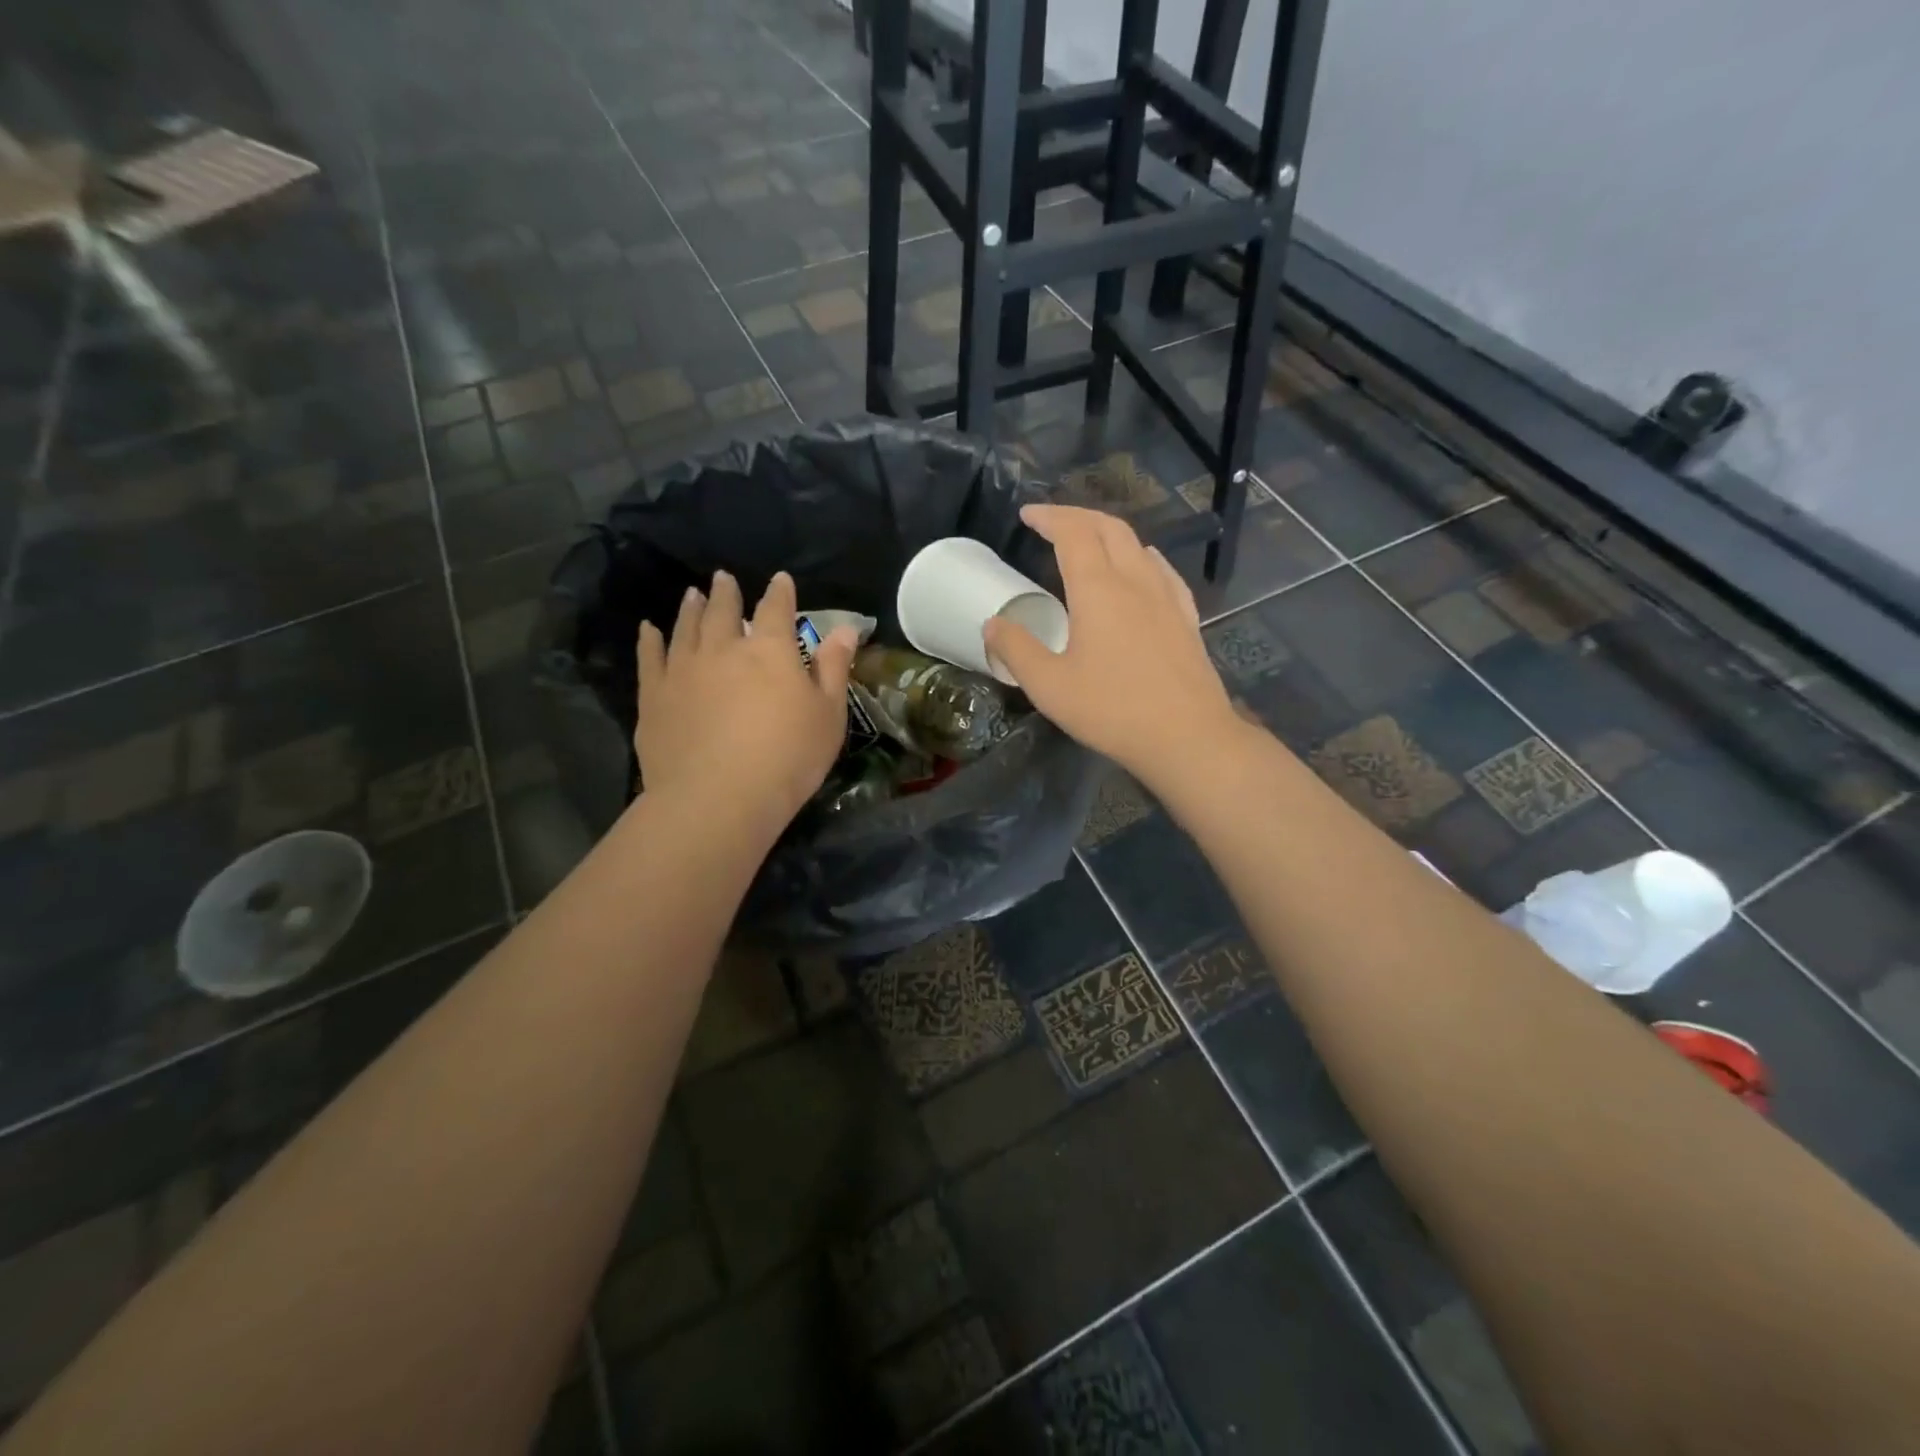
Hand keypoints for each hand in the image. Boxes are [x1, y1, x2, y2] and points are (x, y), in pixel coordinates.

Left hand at [636, 570, 857, 830]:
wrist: (718, 798)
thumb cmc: (788, 759)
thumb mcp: (828, 716)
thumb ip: (834, 669)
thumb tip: (846, 629)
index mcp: (770, 650)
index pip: (777, 610)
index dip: (780, 593)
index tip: (781, 580)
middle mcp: (723, 649)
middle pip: (723, 611)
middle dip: (726, 592)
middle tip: (723, 578)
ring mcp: (683, 670)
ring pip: (685, 628)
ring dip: (690, 609)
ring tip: (692, 595)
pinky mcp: (654, 696)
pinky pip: (650, 657)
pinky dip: (649, 640)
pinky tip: (648, 630)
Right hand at [983, 505, 1245, 787]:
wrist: (1186, 737)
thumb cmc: (1111, 710)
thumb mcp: (1049, 686)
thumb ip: (1016, 649)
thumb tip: (992, 623)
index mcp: (1099, 589)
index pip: (1073, 533)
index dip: (1049, 517)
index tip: (1027, 514)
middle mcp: (1135, 581)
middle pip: (1109, 528)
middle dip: (1078, 516)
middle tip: (1052, 522)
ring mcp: (1167, 597)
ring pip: (1138, 545)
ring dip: (1108, 533)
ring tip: (1088, 542)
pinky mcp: (1186, 618)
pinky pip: (1162, 570)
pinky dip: (1141, 556)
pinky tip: (1142, 567)